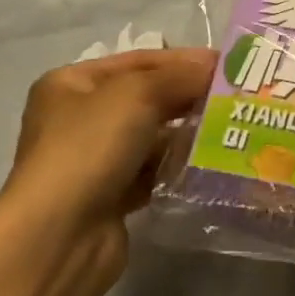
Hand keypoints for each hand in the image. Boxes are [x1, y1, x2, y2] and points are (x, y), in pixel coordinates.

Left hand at [1, 48, 216, 277]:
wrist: (60, 236)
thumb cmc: (90, 147)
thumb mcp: (138, 94)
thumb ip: (181, 76)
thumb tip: (217, 67)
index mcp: (72, 83)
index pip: (138, 61)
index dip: (183, 60)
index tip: (227, 65)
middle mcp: (78, 118)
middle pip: (145, 98)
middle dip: (188, 96)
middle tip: (235, 97)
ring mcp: (92, 160)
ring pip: (151, 137)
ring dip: (186, 133)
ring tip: (229, 130)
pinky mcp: (109, 198)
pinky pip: (151, 172)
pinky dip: (176, 167)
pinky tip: (208, 164)